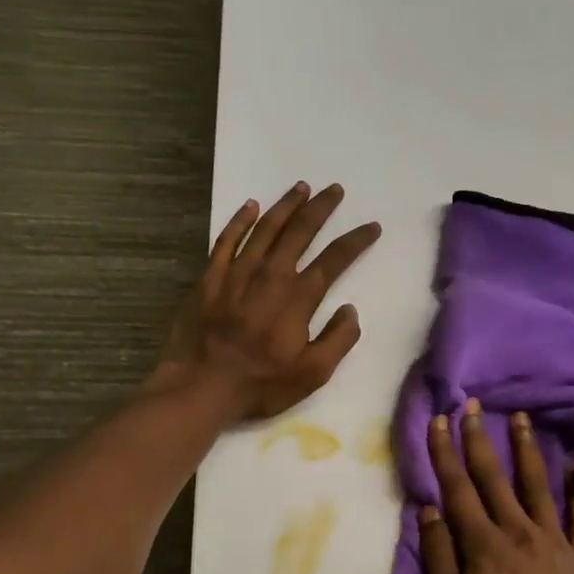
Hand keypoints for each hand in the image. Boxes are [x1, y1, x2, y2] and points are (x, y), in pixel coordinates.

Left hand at [151, 182, 380, 422]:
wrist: (202, 385)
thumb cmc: (261, 383)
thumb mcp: (313, 373)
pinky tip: (250, 206)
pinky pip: (227, 239)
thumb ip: (338, 339)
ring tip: (301, 187)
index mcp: (298, 297)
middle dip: (321, 208)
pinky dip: (240, 220)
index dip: (356, 241)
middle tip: (335, 190)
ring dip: (285, 205)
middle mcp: (270, 275)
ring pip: (266, 228)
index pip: (335, 259)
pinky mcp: (210, 278)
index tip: (372, 226)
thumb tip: (350, 310)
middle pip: (300, 231)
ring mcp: (237, 272)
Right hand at [420, 400, 573, 573]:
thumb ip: (440, 560)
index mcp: (483, 545)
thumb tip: (429, 512)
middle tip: (474, 405)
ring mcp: (554, 543)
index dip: (445, 453)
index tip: (439, 420)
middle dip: (480, 439)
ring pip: (538, 486)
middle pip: (495, 478)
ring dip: (528, 450)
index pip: (458, 489)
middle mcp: (518, 532)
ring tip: (523, 418)